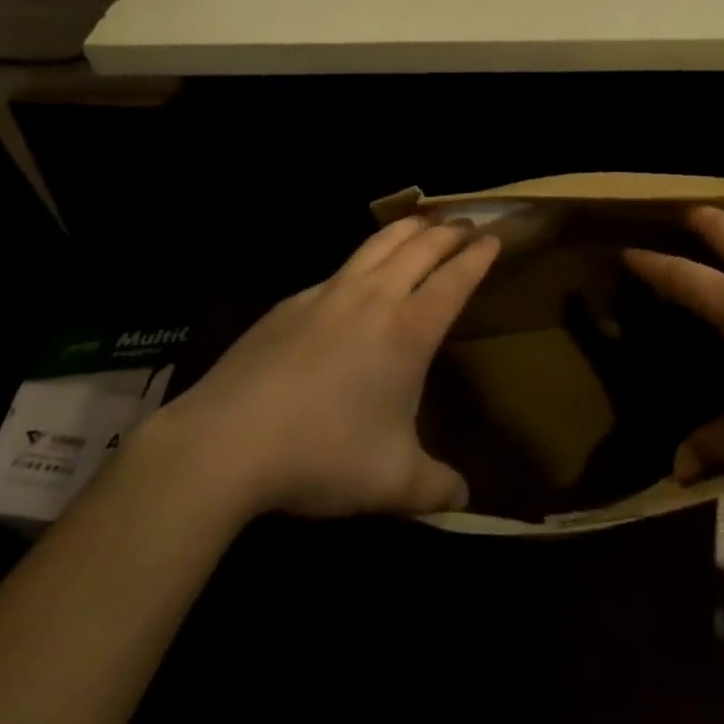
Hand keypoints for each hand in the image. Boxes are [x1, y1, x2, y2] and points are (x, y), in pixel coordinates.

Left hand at [145, 218, 497, 518]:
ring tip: (424, 223)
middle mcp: (374, 298)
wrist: (228, 440)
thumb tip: (465, 500)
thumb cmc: (323, 455)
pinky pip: (341, 267)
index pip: (455, 279)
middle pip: (421, 247)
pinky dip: (365, 258)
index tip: (495, 238)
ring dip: (409, 228)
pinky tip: (359, 275)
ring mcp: (329, 293)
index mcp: (408, 331)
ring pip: (379, 242)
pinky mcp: (293, 301)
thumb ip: (436, 489)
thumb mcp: (392, 483)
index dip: (478, 257)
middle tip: (468, 225)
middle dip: (450, 232)